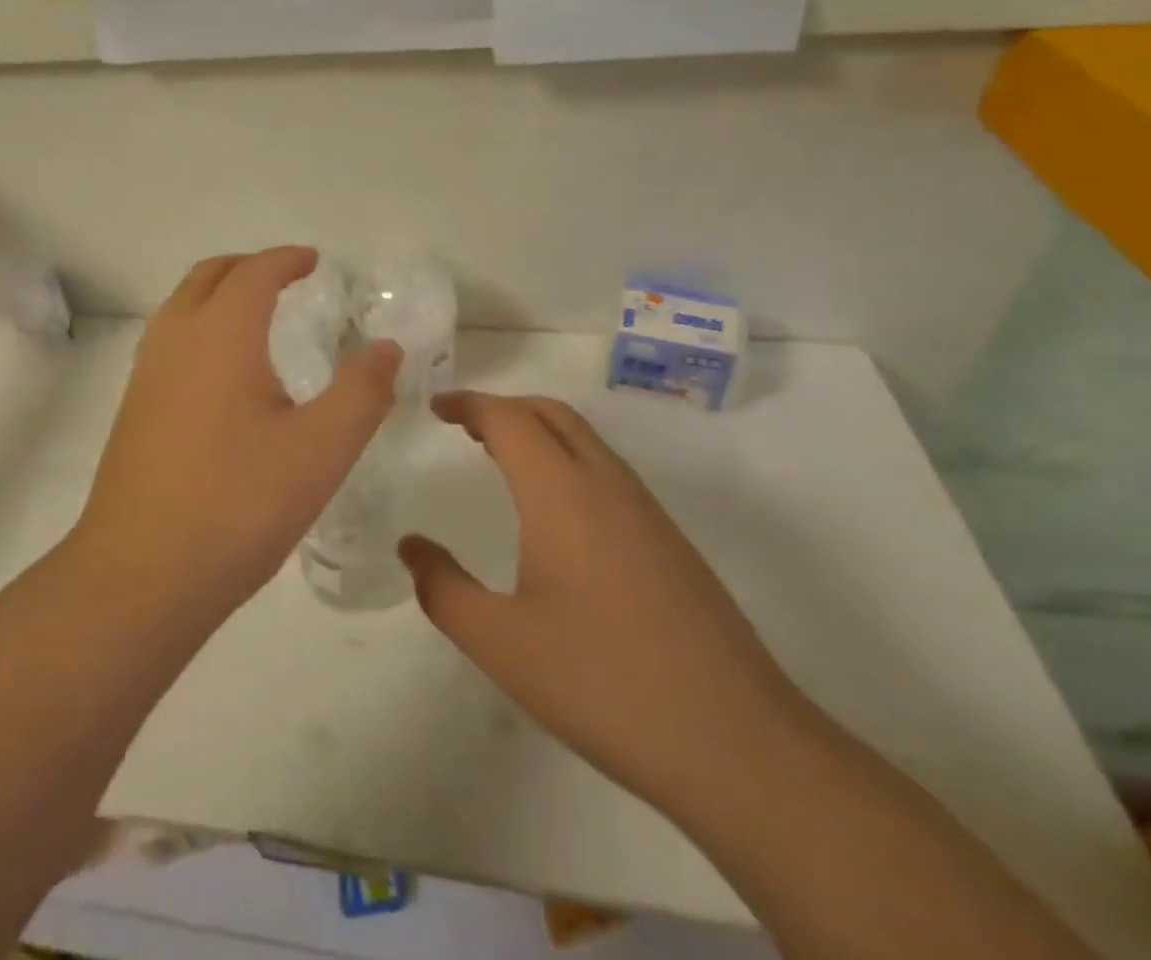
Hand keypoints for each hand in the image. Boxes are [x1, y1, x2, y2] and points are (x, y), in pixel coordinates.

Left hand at [70, 248, 401, 616]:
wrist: (141, 574)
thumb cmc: (238, 504)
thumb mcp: (321, 450)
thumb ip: (362, 392)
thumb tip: (386, 347)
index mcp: (220, 335)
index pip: (254, 273)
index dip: (286, 260)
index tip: (314, 261)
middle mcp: (175, 340)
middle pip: (208, 276)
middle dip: (248, 268)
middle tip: (286, 279)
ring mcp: (146, 374)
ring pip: (180, 306)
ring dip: (218, 295)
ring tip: (257, 318)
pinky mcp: (133, 409)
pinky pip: (169, 341)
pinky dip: (199, 328)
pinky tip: (224, 375)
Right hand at [398, 392, 813, 815]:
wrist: (739, 746)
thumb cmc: (603, 682)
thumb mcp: (501, 643)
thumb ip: (443, 589)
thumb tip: (411, 546)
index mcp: (562, 493)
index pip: (509, 418)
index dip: (468, 403)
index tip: (435, 408)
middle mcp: (607, 485)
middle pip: (551, 413)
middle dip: (503, 408)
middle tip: (463, 426)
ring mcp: (647, 513)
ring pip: (585, 440)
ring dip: (538, 432)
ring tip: (499, 458)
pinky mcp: (671, 544)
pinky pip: (607, 473)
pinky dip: (567, 461)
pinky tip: (555, 514)